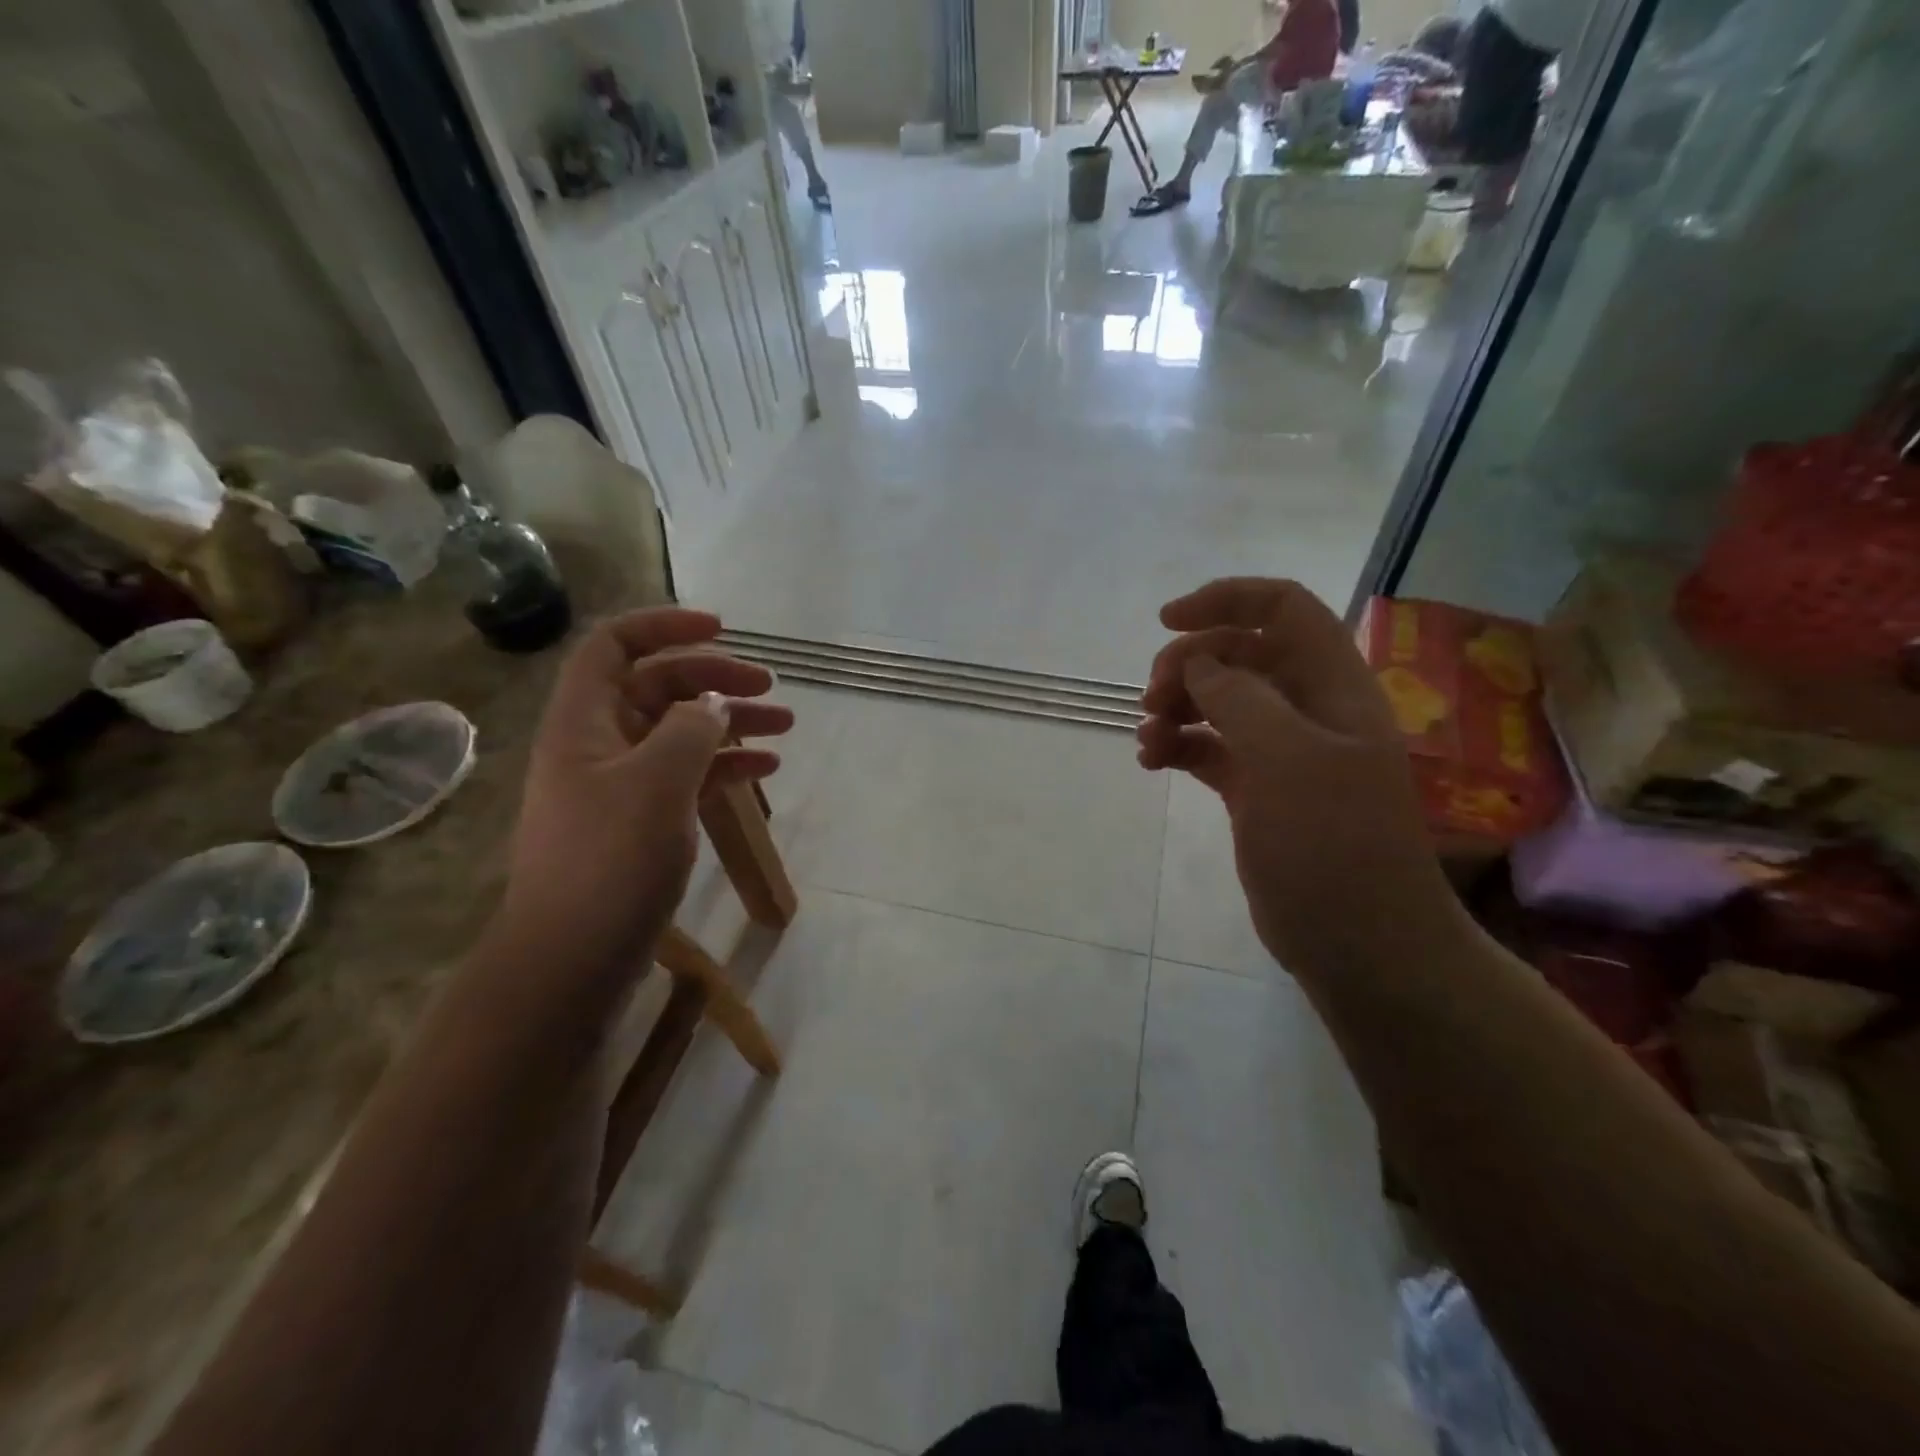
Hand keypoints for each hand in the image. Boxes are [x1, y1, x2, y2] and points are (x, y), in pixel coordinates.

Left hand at [498, 607, 791, 978]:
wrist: (572, 960)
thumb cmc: (609, 862)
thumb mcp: (657, 783)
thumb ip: (692, 729)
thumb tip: (714, 704)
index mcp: (585, 721)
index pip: (616, 645)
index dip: (665, 625)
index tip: (721, 628)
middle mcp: (600, 743)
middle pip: (659, 686)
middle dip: (715, 679)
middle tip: (770, 687)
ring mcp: (622, 784)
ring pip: (681, 732)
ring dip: (731, 723)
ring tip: (786, 726)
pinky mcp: (642, 820)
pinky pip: (688, 775)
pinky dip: (725, 766)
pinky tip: (764, 772)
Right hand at [1138, 578, 1451, 976]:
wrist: (1362, 944)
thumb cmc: (1333, 845)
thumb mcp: (1289, 760)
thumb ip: (1240, 698)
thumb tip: (1198, 661)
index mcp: (1332, 686)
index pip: (1283, 609)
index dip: (1226, 600)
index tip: (1167, 622)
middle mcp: (1309, 709)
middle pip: (1241, 653)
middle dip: (1189, 663)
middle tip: (1152, 698)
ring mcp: (1282, 752)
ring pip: (1219, 701)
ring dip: (1177, 707)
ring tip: (1147, 739)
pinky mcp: (1257, 791)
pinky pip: (1209, 748)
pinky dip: (1178, 746)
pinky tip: (1152, 763)